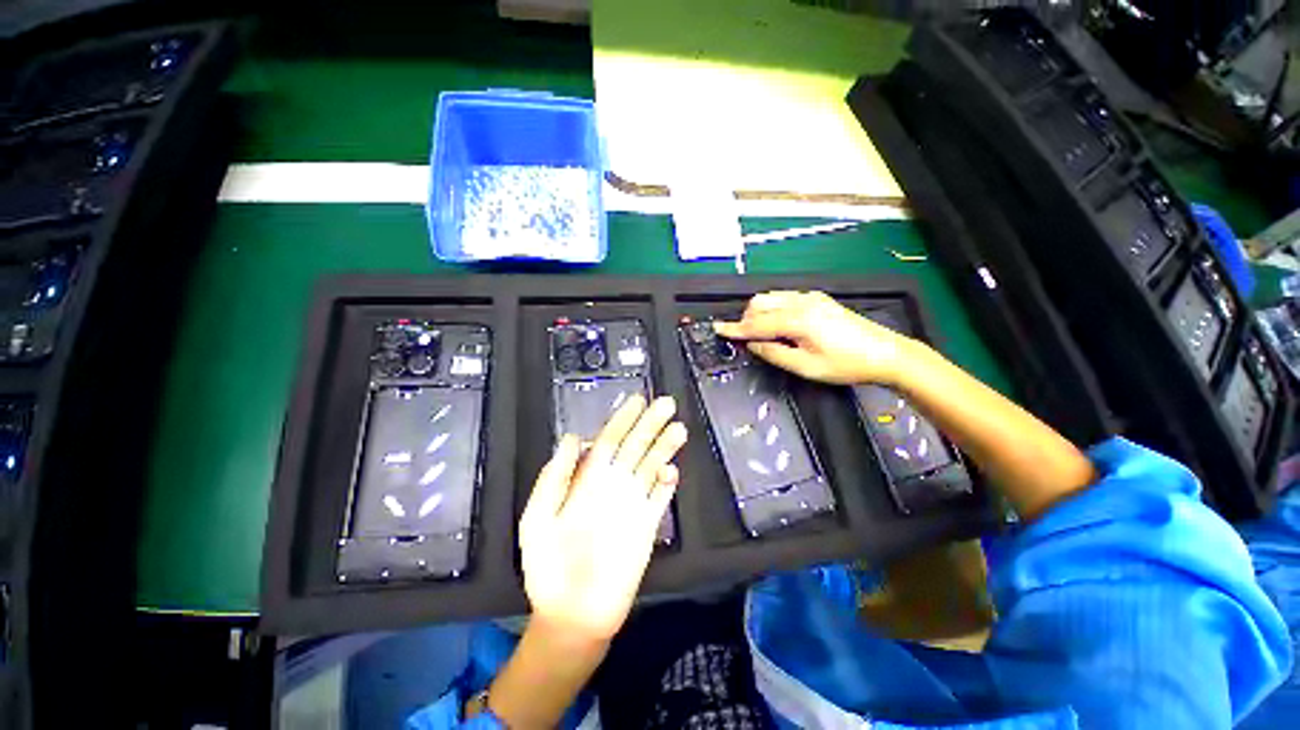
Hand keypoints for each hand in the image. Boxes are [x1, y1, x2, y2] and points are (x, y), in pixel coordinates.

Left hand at [519, 395, 686, 642]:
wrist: (572, 616)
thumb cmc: (548, 567)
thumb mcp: (537, 518)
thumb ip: (554, 477)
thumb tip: (572, 437)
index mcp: (586, 480)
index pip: (608, 441)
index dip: (622, 420)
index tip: (637, 401)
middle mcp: (612, 485)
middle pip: (634, 447)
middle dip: (650, 425)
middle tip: (667, 403)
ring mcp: (631, 504)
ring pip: (650, 467)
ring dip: (665, 448)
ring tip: (679, 429)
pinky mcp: (646, 526)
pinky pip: (660, 499)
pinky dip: (667, 484)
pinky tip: (671, 471)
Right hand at [714, 290, 916, 385]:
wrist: (886, 353)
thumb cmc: (845, 365)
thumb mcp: (806, 367)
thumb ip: (774, 354)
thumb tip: (753, 344)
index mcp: (797, 320)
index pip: (756, 323)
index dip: (735, 328)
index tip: (717, 329)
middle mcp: (801, 302)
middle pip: (760, 303)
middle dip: (747, 319)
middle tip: (749, 340)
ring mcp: (811, 298)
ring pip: (771, 297)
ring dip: (759, 313)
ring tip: (764, 335)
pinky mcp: (818, 299)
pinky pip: (784, 298)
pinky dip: (773, 309)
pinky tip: (781, 325)